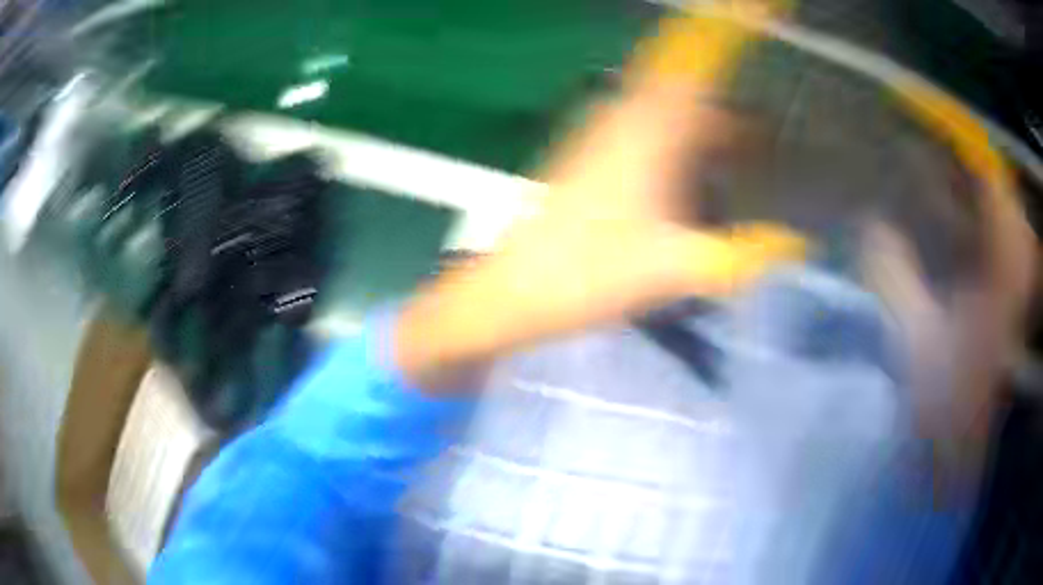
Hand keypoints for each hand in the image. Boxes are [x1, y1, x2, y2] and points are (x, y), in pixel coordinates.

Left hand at [396, 8, 805, 390]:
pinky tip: (700, 167)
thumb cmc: (589, 274)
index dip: (725, 26)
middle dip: (730, 84)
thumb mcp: (676, 267)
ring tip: (747, 146)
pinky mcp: (593, 151)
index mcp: (650, 127)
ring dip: (708, 112)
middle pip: (688, 77)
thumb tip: (798, 242)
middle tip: (769, 120)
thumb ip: (744, 253)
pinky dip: (683, 131)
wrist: (516, 289)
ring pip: (668, 101)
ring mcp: (604, 130)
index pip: (696, 56)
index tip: (756, 5)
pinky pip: (650, 122)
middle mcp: (626, 114)